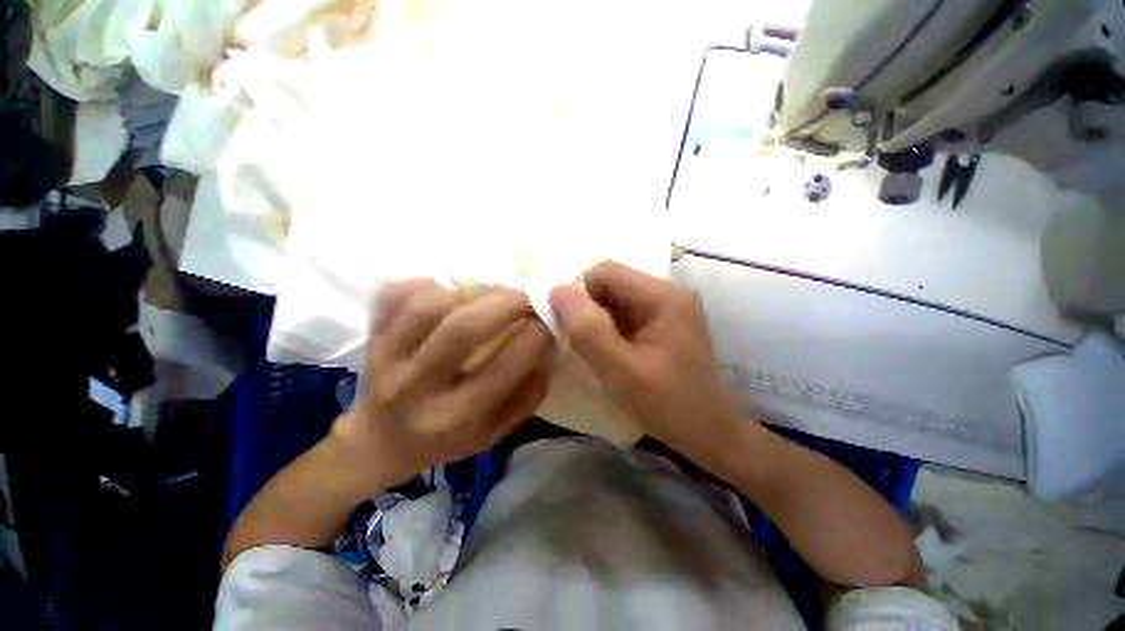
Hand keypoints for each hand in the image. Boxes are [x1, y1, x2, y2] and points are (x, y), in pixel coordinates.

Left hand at [330, 280, 552, 491]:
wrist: (380, 442)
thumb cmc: (446, 439)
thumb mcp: (496, 431)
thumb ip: (528, 392)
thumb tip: (548, 346)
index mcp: (454, 419)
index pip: (504, 368)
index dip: (535, 336)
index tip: (551, 318)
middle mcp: (416, 389)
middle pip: (462, 330)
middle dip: (507, 303)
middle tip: (529, 294)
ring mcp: (385, 358)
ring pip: (428, 306)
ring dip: (470, 291)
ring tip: (492, 294)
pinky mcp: (370, 336)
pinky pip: (395, 295)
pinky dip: (428, 283)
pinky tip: (451, 291)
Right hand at [549, 262, 745, 462]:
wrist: (710, 434)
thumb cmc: (669, 406)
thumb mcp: (621, 372)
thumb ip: (589, 330)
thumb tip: (557, 290)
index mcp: (663, 297)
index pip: (607, 272)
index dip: (577, 292)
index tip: (561, 323)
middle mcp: (668, 293)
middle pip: (612, 284)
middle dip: (586, 308)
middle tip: (572, 340)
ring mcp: (668, 307)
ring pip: (616, 299)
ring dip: (595, 319)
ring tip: (586, 348)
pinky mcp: (664, 323)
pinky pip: (625, 314)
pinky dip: (607, 328)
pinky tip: (604, 350)